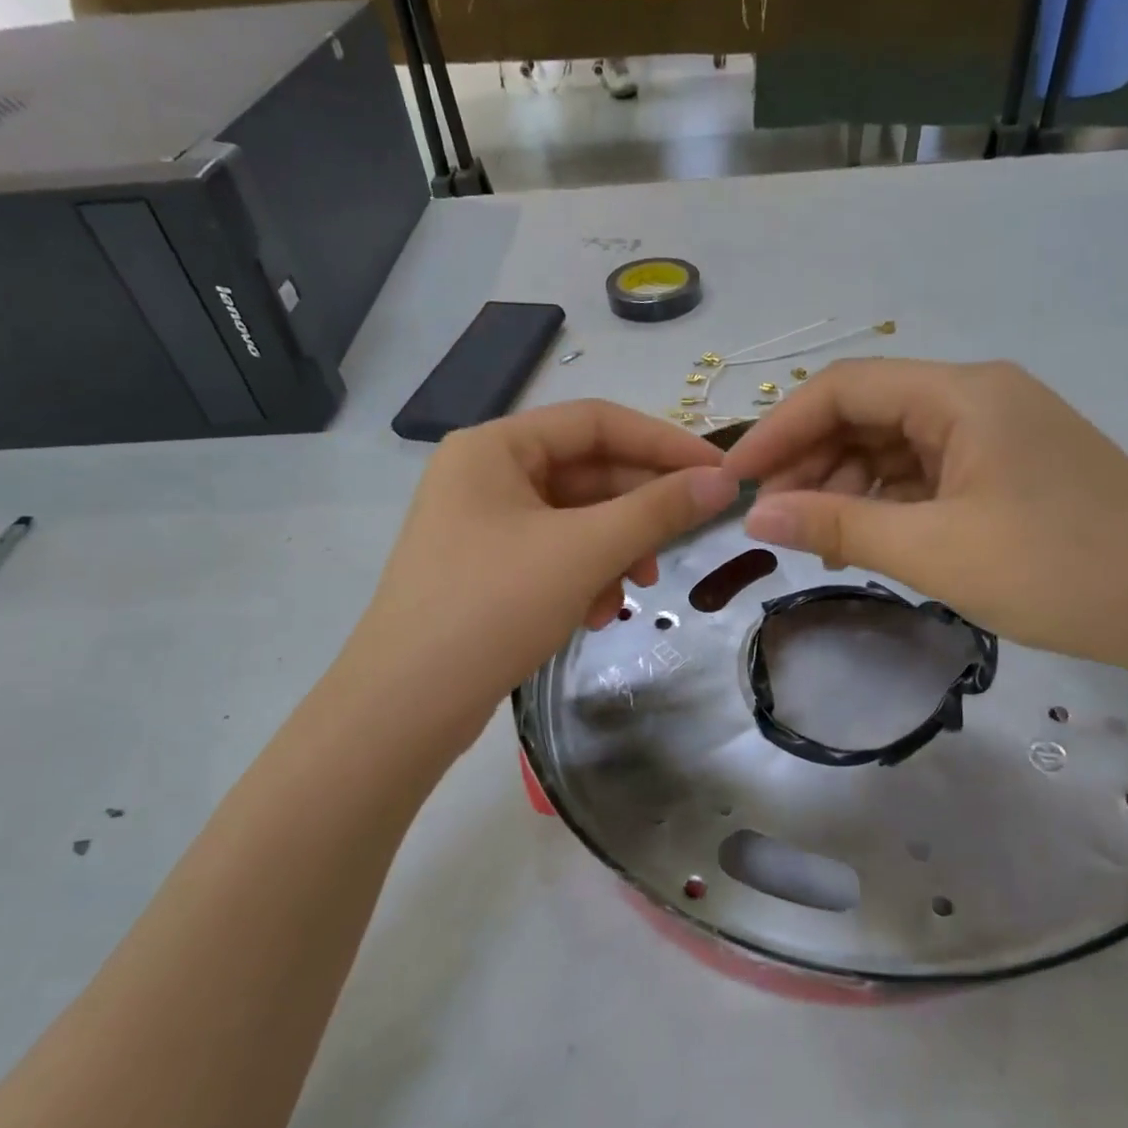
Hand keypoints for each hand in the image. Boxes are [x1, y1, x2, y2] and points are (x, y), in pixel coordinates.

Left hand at [350, 400, 738, 746]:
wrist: (406, 704)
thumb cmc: (493, 607)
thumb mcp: (584, 551)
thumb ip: (657, 510)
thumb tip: (722, 482)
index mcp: (495, 447)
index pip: (596, 422)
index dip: (663, 443)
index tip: (717, 474)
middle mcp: (484, 475)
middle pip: (586, 473)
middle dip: (637, 511)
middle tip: (684, 540)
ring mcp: (481, 524)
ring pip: (574, 520)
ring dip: (615, 551)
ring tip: (635, 591)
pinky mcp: (485, 569)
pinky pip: (553, 555)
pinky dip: (585, 577)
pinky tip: (595, 615)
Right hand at [722, 359, 1127, 678]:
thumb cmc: (1060, 571)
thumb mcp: (934, 550)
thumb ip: (838, 525)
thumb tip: (756, 513)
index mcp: (961, 394)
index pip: (843, 388)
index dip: (780, 428)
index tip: (737, 480)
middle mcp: (977, 397)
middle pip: (867, 414)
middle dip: (812, 462)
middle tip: (773, 518)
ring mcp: (997, 434)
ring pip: (895, 446)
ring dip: (848, 486)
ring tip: (819, 539)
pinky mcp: (1010, 470)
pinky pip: (927, 473)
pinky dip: (889, 502)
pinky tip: (870, 540)